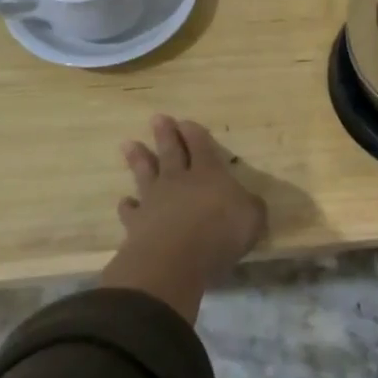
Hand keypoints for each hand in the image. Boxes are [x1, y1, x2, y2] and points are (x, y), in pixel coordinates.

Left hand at [99, 115, 266, 320]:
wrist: (175, 258)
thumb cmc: (221, 233)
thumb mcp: (252, 218)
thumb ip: (250, 206)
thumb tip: (249, 202)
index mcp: (208, 173)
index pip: (201, 146)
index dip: (194, 134)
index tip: (185, 122)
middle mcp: (179, 181)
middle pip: (170, 152)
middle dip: (165, 135)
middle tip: (157, 118)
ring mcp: (154, 200)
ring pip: (145, 174)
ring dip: (138, 159)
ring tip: (128, 144)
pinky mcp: (136, 224)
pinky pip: (130, 210)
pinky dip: (127, 205)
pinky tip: (125, 202)